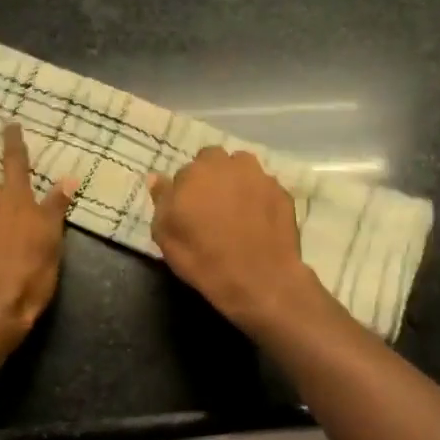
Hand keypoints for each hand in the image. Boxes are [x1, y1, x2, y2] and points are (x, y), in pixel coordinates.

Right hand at [149, 146, 328, 332]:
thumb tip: (156, 177)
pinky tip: (258, 221)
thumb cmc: (203, 258)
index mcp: (196, 172)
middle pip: (215, 160)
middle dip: (211, 176)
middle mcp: (228, 165)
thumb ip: (161, 200)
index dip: (186, 189)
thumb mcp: (166, 235)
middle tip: (211, 205)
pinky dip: (259, 198)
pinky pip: (264, 188)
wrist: (259, 279)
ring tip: (236, 209)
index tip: (188, 209)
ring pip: (243, 168)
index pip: (185, 170)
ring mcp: (259, 176)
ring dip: (236, 181)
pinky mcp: (282, 192)